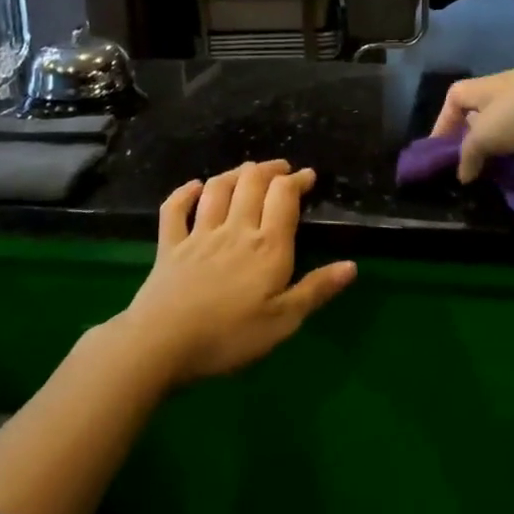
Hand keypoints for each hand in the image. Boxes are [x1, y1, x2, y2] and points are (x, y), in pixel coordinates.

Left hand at [124, 160, 356, 384]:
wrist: (161, 344)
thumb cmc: (229, 336)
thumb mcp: (283, 322)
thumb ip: (316, 290)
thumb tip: (351, 265)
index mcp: (267, 246)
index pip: (284, 196)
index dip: (297, 180)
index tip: (308, 176)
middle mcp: (235, 229)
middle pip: (252, 183)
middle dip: (270, 170)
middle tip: (281, 169)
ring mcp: (199, 234)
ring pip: (218, 188)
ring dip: (235, 173)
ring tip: (247, 171)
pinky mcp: (169, 246)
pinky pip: (175, 209)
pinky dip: (184, 192)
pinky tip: (194, 186)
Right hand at [430, 56, 513, 182]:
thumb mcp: (487, 133)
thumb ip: (469, 153)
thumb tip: (463, 173)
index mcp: (486, 87)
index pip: (455, 97)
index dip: (443, 121)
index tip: (441, 151)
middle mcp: (509, 90)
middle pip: (484, 112)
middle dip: (477, 140)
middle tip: (475, 170)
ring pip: (513, 126)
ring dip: (506, 149)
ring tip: (503, 175)